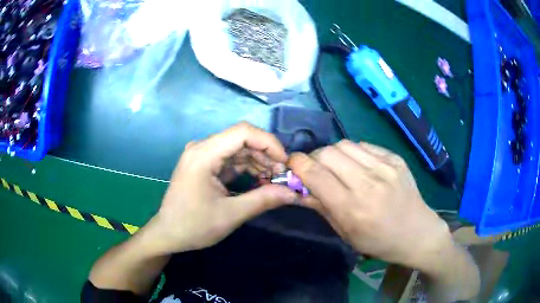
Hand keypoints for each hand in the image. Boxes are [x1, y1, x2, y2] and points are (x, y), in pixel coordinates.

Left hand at [147, 122, 295, 253]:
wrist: (168, 234)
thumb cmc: (194, 226)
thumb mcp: (231, 215)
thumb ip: (263, 200)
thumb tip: (293, 193)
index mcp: (203, 154)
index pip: (243, 132)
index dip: (268, 143)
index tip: (284, 163)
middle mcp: (201, 148)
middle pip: (241, 139)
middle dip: (265, 155)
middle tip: (282, 176)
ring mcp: (202, 155)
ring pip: (238, 149)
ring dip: (258, 162)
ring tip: (274, 180)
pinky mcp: (204, 164)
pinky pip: (230, 159)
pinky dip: (247, 168)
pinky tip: (259, 180)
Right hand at [288, 140, 451, 269]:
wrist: (416, 232)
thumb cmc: (378, 241)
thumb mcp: (345, 232)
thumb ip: (321, 207)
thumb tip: (297, 189)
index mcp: (352, 208)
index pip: (315, 174)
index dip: (297, 164)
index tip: (293, 165)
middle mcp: (368, 183)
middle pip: (327, 153)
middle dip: (314, 158)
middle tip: (316, 170)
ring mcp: (385, 167)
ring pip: (344, 144)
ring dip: (333, 154)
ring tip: (337, 167)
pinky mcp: (395, 158)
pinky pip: (364, 145)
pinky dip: (353, 153)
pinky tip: (358, 166)